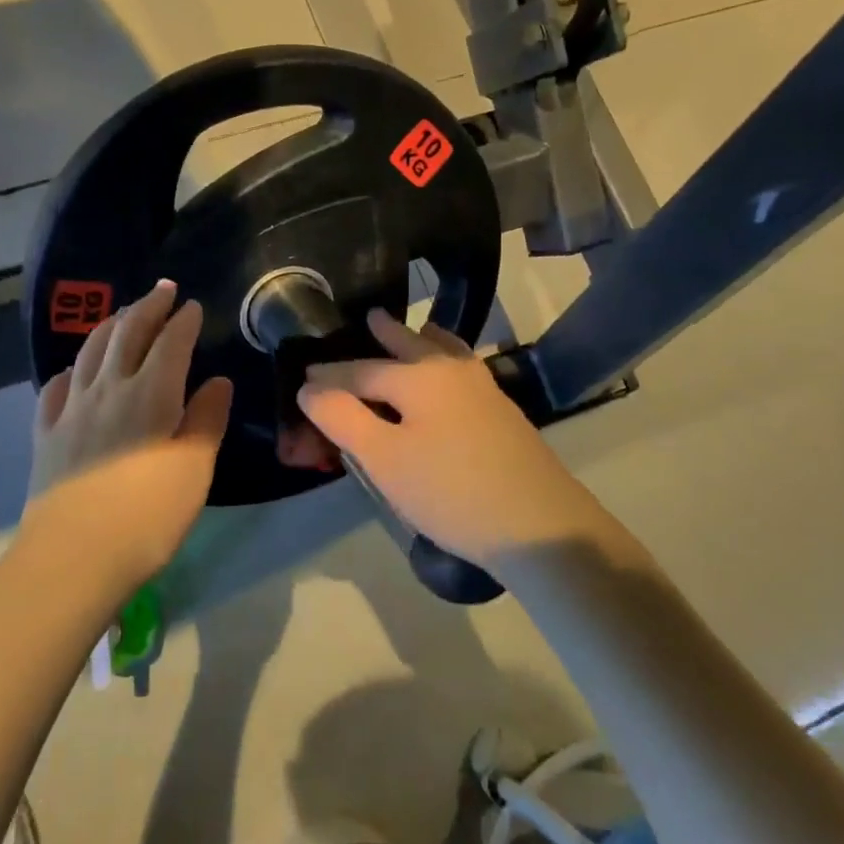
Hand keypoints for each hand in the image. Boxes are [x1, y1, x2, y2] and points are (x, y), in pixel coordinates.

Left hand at [22, 280, 233, 596]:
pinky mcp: (45, 434)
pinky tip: (74, 371)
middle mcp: (108, 388)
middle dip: (147, 307)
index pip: (170, 343)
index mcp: (151, 394)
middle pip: (127, 333)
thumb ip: (207, 420)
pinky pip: (55, 388)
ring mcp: (71, 409)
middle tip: (162, 290)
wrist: (73, 556)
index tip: (193, 306)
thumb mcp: (194, 469)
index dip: (183, 321)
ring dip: (109, 326)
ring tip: (123, 315)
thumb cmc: (147, 515)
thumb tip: (218, 381)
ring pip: (90, 352)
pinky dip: (71, 370)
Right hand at [297, 311, 602, 565]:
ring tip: (415, 331)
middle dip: (385, 332)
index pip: (359, 370)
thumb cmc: (451, 492)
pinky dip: (445, 357)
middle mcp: (451, 370)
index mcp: (418, 375)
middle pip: (408, 343)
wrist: (540, 526)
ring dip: (422, 339)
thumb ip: (342, 418)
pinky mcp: (501, 410)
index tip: (303, 377)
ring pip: (444, 349)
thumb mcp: (384, 459)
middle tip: (369, 317)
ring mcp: (483, 388)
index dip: (328, 376)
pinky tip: (448, 373)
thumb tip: (310, 386)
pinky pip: (461, 367)